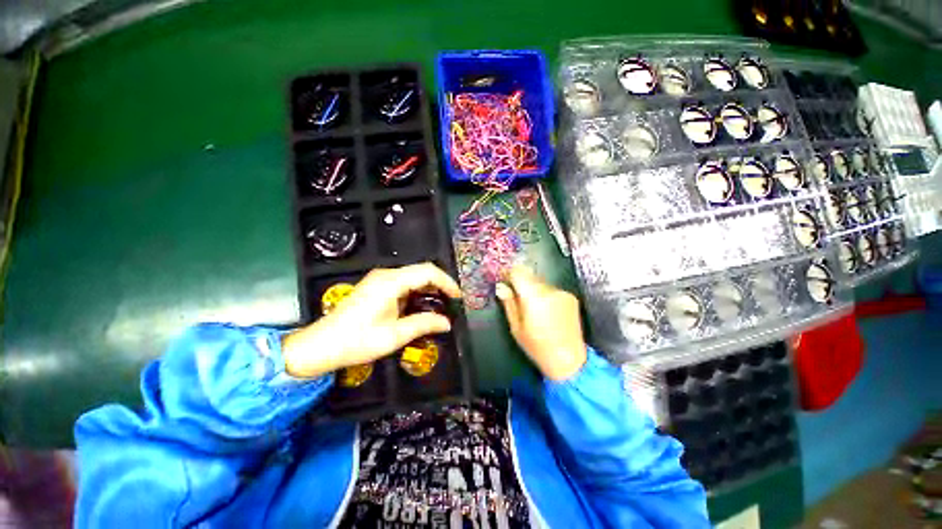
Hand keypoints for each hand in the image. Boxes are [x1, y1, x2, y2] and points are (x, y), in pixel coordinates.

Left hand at [282, 263, 461, 377]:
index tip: (458, 297)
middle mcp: (386, 275)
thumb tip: (447, 322)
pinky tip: (421, 306)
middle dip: (440, 285)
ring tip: (440, 306)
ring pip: (413, 276)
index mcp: (391, 282)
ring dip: (428, 289)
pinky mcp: (376, 286)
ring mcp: (379, 279)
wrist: (320, 346)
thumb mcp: (394, 335)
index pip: (427, 272)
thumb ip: (424, 324)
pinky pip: (403, 283)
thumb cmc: (357, 341)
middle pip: (421, 271)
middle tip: (451, 303)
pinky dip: (417, 292)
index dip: (447, 282)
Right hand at [496, 265, 587, 380]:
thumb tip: (501, 287)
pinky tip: (546, 311)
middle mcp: (550, 290)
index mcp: (534, 297)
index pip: (518, 272)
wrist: (569, 361)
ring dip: (533, 289)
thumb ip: (509, 303)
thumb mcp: (516, 328)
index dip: (509, 273)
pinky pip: (552, 290)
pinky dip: (546, 295)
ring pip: (541, 282)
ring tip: (532, 308)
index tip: (504, 279)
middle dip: (521, 282)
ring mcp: (562, 293)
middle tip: (515, 296)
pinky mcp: (571, 297)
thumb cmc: (537, 347)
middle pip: (530, 275)